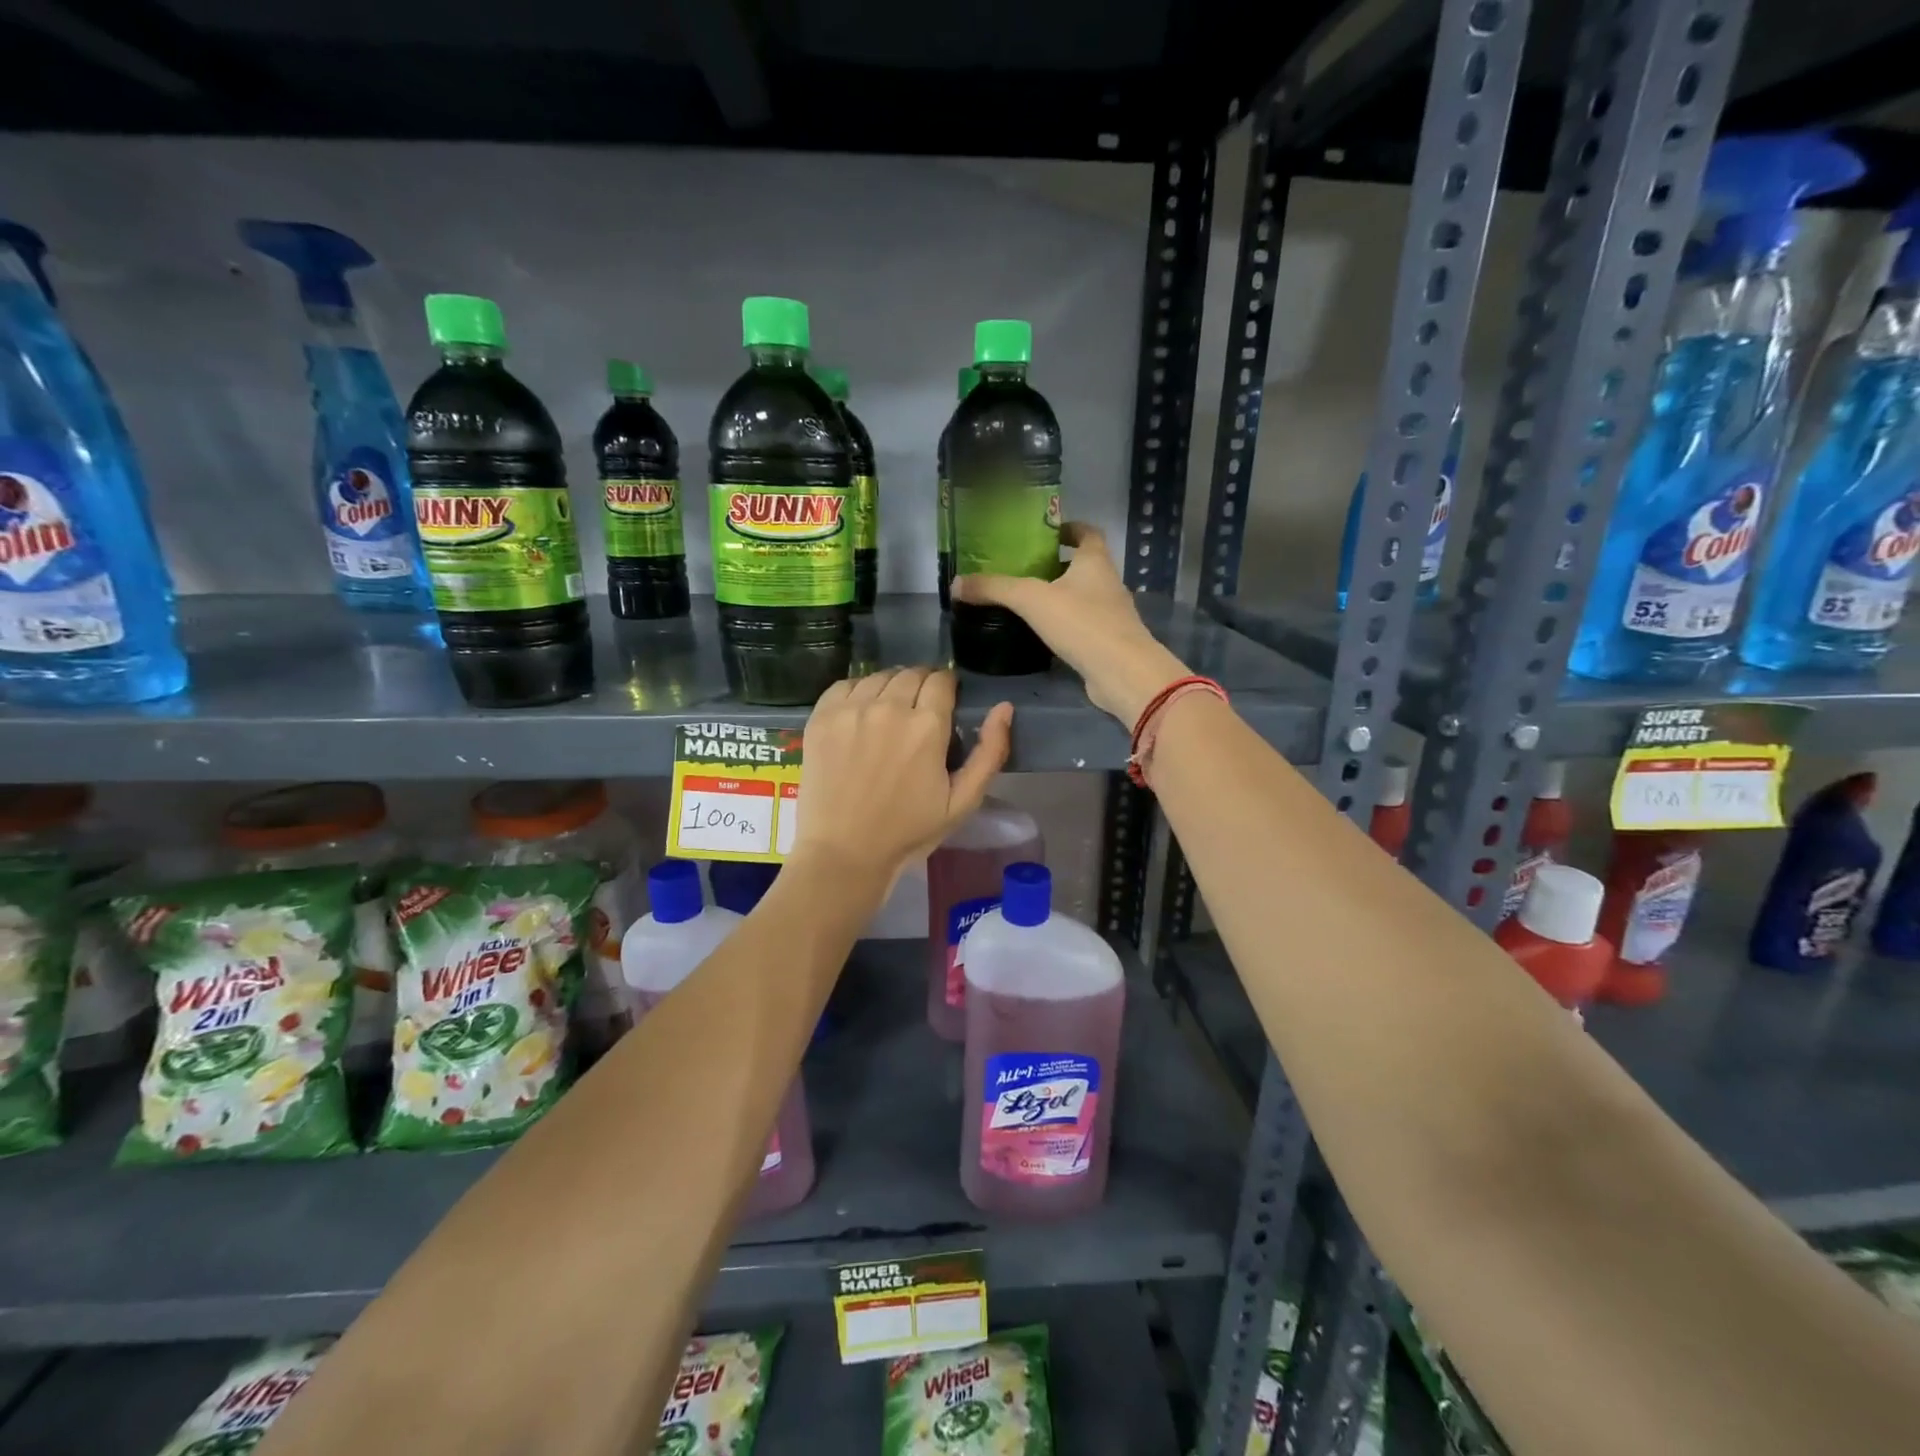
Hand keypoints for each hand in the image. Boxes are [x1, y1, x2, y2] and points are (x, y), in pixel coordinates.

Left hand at [796, 667, 1013, 882]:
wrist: (844, 852)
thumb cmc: (908, 831)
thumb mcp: (962, 802)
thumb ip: (990, 752)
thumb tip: (1004, 708)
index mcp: (927, 726)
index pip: (942, 680)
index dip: (947, 688)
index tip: (944, 704)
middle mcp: (889, 707)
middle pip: (911, 673)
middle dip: (921, 686)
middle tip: (918, 712)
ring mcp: (851, 710)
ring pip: (879, 676)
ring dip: (890, 687)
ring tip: (888, 713)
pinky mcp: (822, 717)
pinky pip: (845, 685)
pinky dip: (857, 692)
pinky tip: (860, 714)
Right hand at [952, 522, 1188, 724]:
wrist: (1122, 673)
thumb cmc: (1082, 623)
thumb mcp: (1031, 600)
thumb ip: (995, 589)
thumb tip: (956, 584)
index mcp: (1095, 561)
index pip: (1087, 533)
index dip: (1069, 528)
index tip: (1044, 532)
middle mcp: (1107, 583)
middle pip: (1082, 565)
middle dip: (1055, 565)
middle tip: (1021, 568)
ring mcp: (1110, 614)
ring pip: (1082, 597)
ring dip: (1058, 596)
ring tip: (1025, 601)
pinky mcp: (1106, 642)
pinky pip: (1081, 625)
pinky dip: (1063, 625)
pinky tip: (1040, 634)